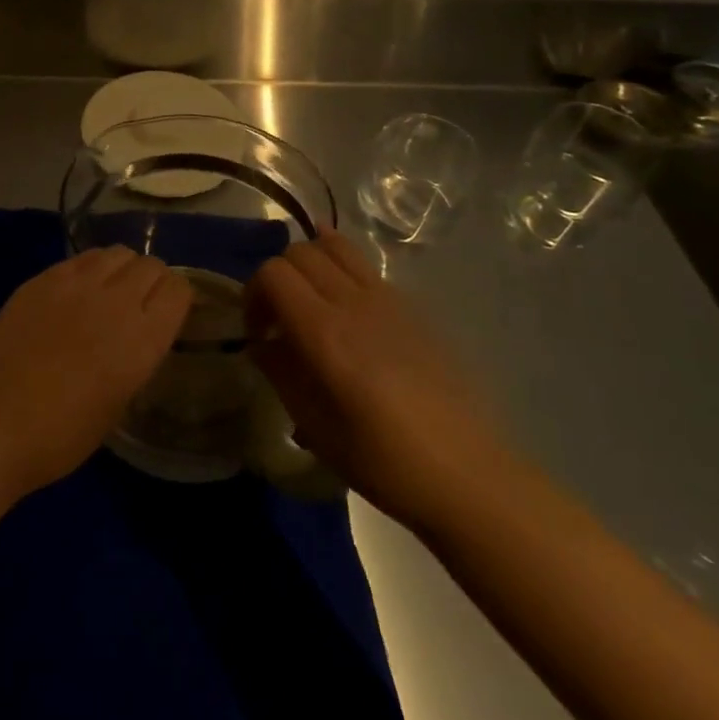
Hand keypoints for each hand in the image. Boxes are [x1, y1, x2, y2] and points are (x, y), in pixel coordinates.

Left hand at [0, 247, 192, 496]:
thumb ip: (134, 359)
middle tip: (141, 302)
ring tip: (109, 291)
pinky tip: (76, 292)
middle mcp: (115, 301)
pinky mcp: (40, 279)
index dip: (178, 297)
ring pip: (116, 253)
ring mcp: (74, 284)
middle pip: (150, 264)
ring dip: (122, 269)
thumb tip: (135, 337)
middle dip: (153, 279)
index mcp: (142, 339)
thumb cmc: (59, 437)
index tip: (170, 312)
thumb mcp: (117, 405)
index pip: (178, 289)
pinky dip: (89, 269)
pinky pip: (79, 259)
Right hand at [246, 230, 511, 533]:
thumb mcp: (313, 425)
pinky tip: (341, 298)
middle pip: (299, 252)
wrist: (464, 474)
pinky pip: (365, 266)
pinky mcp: (411, 306)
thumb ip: (279, 371)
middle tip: (279, 317)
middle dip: (277, 276)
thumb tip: (262, 343)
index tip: (258, 332)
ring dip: (310, 261)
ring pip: (335, 246)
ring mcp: (386, 299)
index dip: (254, 295)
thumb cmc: (381, 460)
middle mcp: (352, 302)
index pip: (272, 273)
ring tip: (309, 295)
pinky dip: (341, 266)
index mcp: (324, 332)